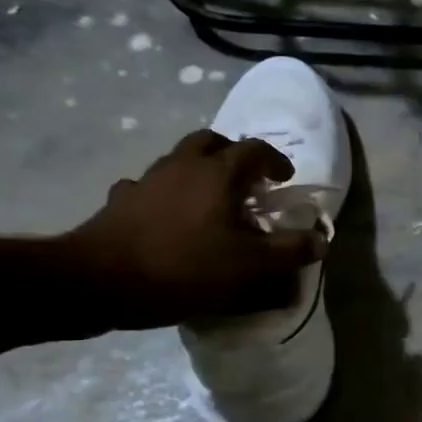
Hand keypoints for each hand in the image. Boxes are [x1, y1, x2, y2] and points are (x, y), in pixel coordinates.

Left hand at [60, 130, 326, 331]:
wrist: (100, 281)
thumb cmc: (185, 268)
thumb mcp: (250, 267)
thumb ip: (289, 251)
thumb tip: (321, 240)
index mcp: (219, 174)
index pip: (255, 150)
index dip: (275, 160)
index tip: (285, 178)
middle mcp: (183, 165)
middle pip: (212, 141)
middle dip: (234, 154)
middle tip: (247, 179)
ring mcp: (147, 179)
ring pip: (179, 158)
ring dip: (199, 170)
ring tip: (210, 199)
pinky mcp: (121, 200)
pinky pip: (148, 186)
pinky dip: (164, 193)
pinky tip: (167, 215)